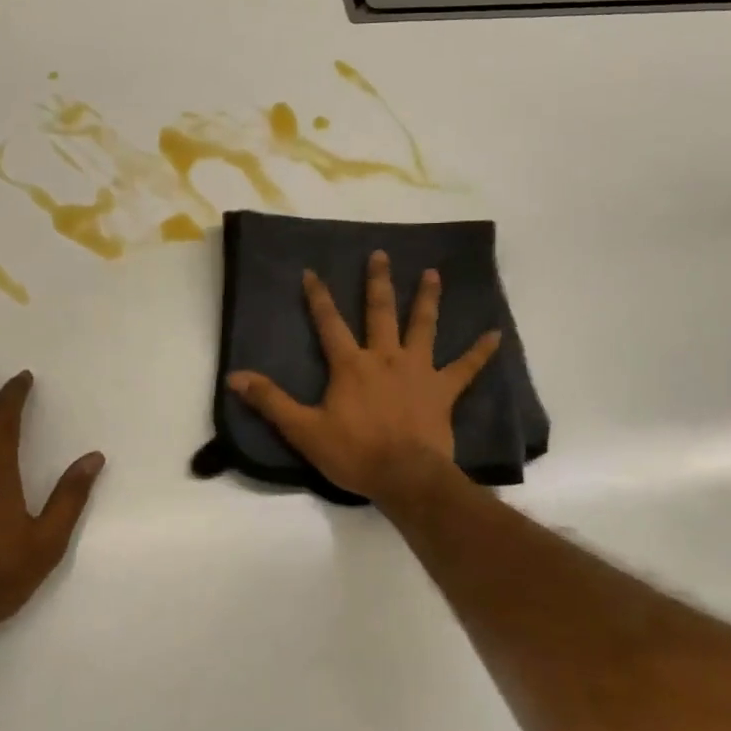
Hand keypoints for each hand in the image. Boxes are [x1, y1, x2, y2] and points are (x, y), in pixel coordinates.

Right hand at [226, 251, 500, 502]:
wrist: (404, 476)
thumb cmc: (353, 452)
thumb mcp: (303, 429)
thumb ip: (270, 401)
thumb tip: (235, 378)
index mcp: (351, 365)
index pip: (329, 323)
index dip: (319, 297)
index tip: (312, 271)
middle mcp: (385, 357)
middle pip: (380, 312)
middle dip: (379, 282)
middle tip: (383, 254)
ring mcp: (418, 371)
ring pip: (424, 327)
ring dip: (428, 300)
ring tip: (434, 274)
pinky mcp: (443, 390)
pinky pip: (466, 368)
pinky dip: (481, 352)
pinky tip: (495, 335)